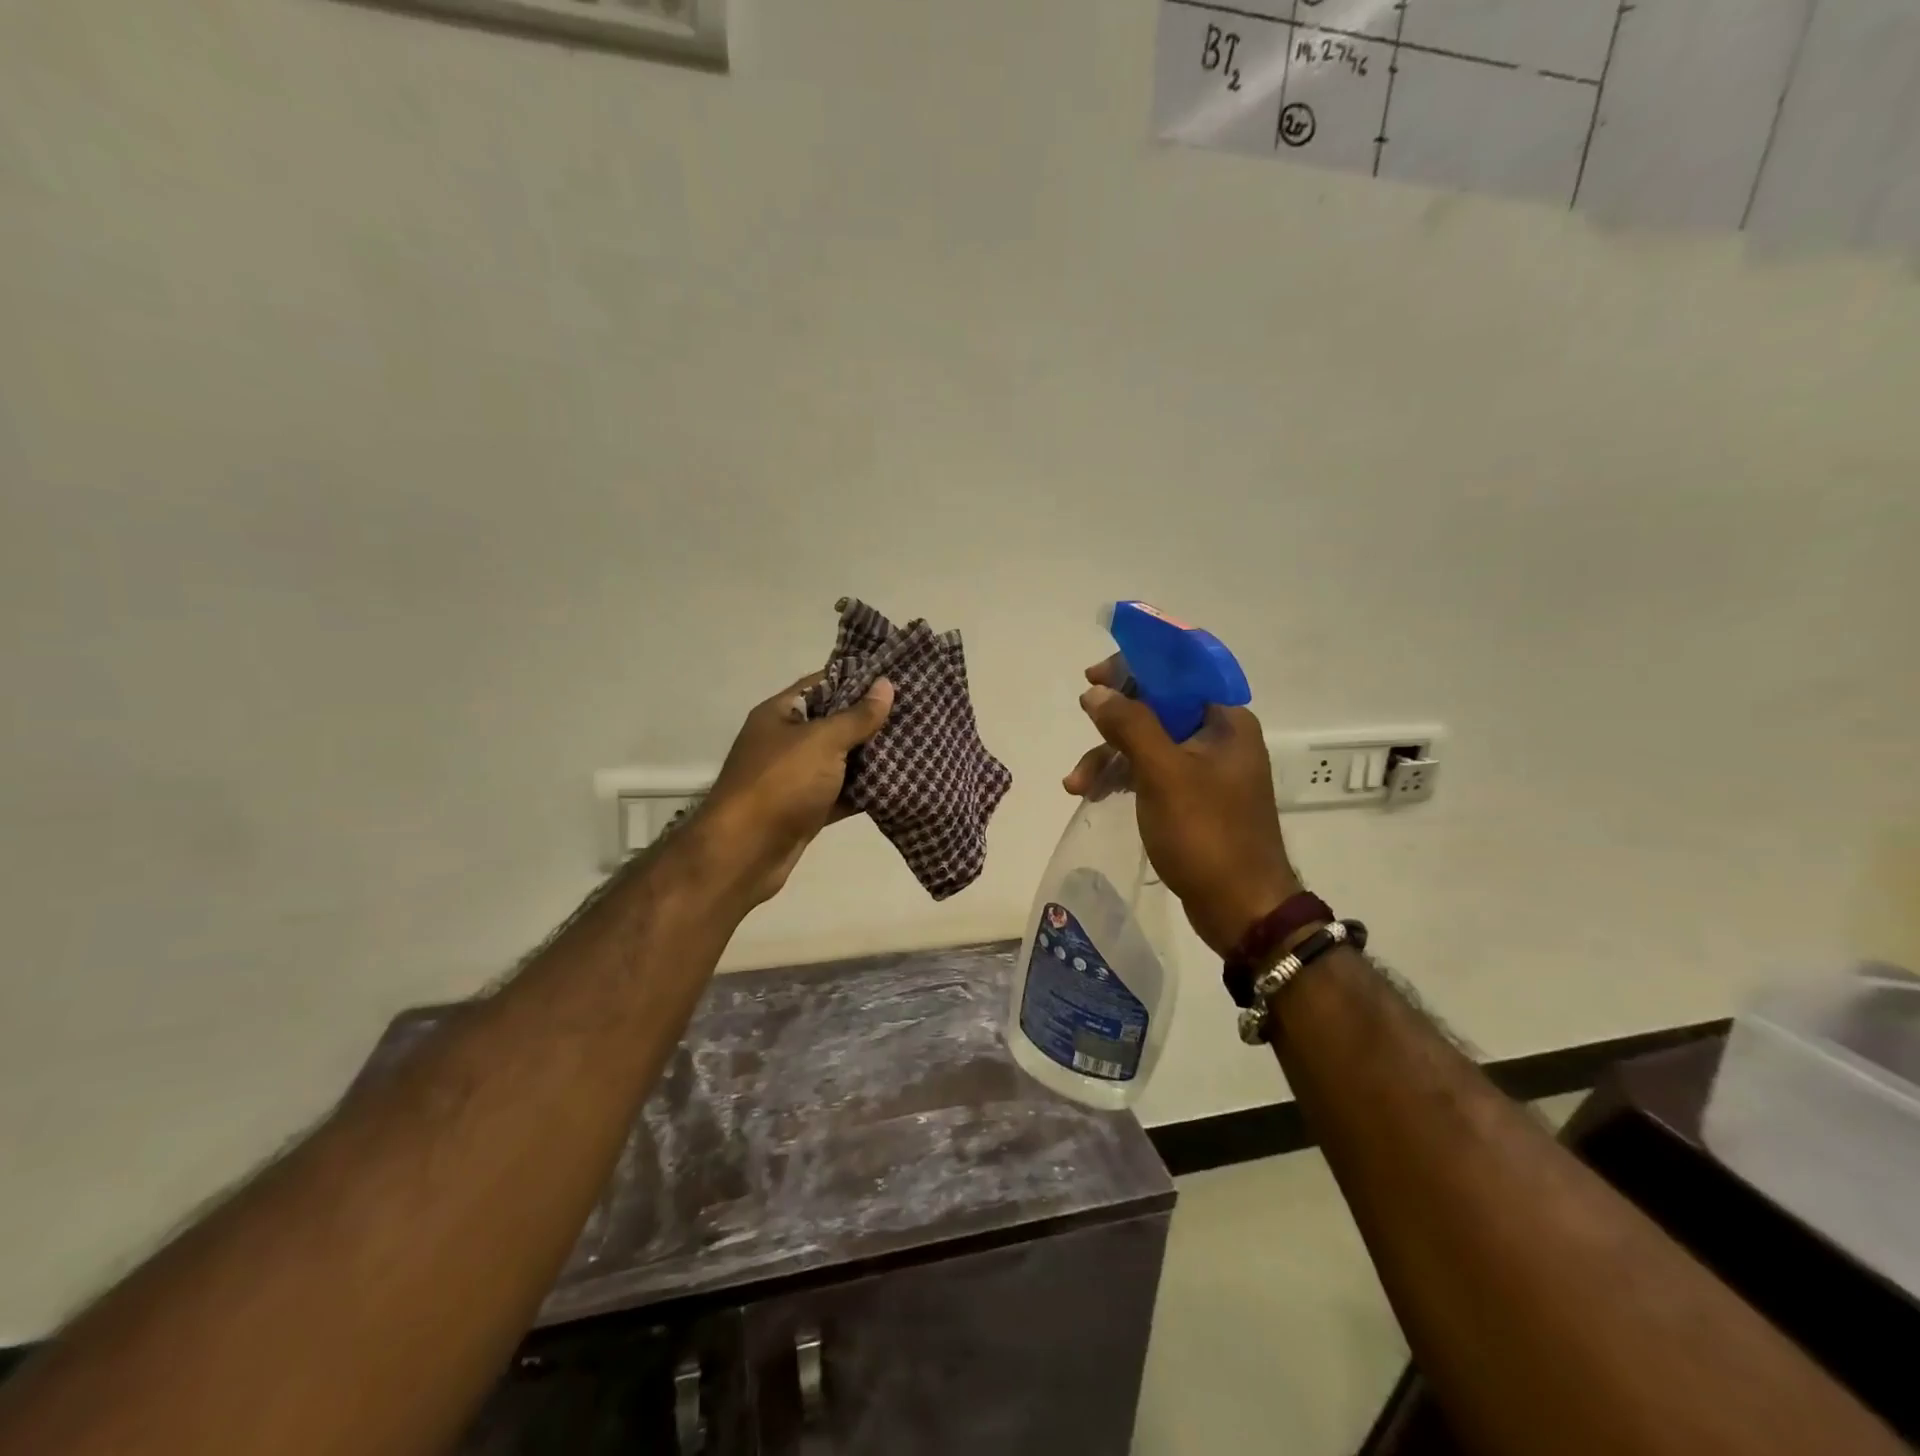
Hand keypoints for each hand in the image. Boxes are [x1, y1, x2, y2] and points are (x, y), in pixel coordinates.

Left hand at [695, 672, 894, 905]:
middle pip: (834, 723)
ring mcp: (796, 778)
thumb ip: (857, 716)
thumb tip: (886, 685)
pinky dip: (865, 791)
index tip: (896, 677)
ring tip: (917, 744)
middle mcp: (786, 742)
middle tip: (916, 712)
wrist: (744, 853)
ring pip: (841, 761)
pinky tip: (900, 784)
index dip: (857, 678)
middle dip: (871, 719)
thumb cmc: (780, 784)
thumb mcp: (822, 741)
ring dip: (872, 757)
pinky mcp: (807, 810)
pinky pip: (842, 794)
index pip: (822, 684)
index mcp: (780, 714)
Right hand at [1064, 658, 1300, 956]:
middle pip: (1157, 708)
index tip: (1093, 676)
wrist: (1240, 908)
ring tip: (1075, 785)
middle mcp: (1219, 738)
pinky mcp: (1194, 799)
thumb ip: (1130, 725)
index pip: (1178, 672)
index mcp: (1225, 721)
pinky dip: (1123, 779)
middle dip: (1113, 723)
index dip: (1134, 667)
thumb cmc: (1206, 834)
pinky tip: (1094, 795)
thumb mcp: (1163, 774)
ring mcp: (1207, 770)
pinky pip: (1152, 773)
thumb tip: (1096, 692)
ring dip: (1110, 757)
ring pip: (1149, 744)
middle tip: (1083, 723)